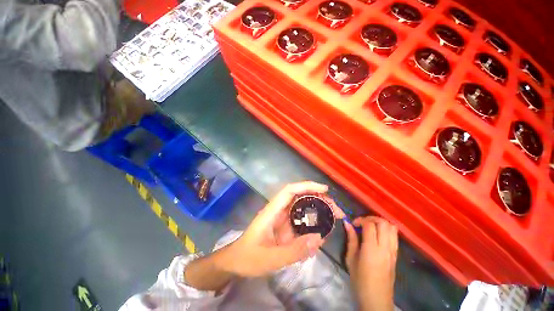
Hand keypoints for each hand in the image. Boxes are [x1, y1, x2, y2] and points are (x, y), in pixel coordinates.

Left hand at [224, 181, 344, 276]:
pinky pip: (301, 222)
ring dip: (318, 210)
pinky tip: (322, 232)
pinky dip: (313, 223)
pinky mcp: (284, 228)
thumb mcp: (269, 259)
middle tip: (335, 210)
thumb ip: (293, 251)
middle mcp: (278, 211)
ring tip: (333, 218)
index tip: (324, 190)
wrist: (235, 262)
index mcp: (272, 211)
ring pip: (302, 208)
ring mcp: (282, 219)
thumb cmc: (247, 258)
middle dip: (318, 199)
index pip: (290, 190)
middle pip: (300, 197)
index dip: (307, 186)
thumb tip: (319, 238)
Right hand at [344, 216, 397, 310]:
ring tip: (371, 227)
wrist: (376, 299)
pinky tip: (378, 235)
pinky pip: (395, 236)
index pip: (370, 225)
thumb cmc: (360, 280)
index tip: (353, 224)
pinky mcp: (396, 255)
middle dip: (371, 218)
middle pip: (383, 223)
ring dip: (381, 223)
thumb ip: (351, 239)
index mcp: (372, 248)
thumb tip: (347, 223)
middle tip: (362, 223)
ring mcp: (393, 251)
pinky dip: (387, 230)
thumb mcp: (351, 259)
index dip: (360, 220)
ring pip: (392, 228)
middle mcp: (385, 247)